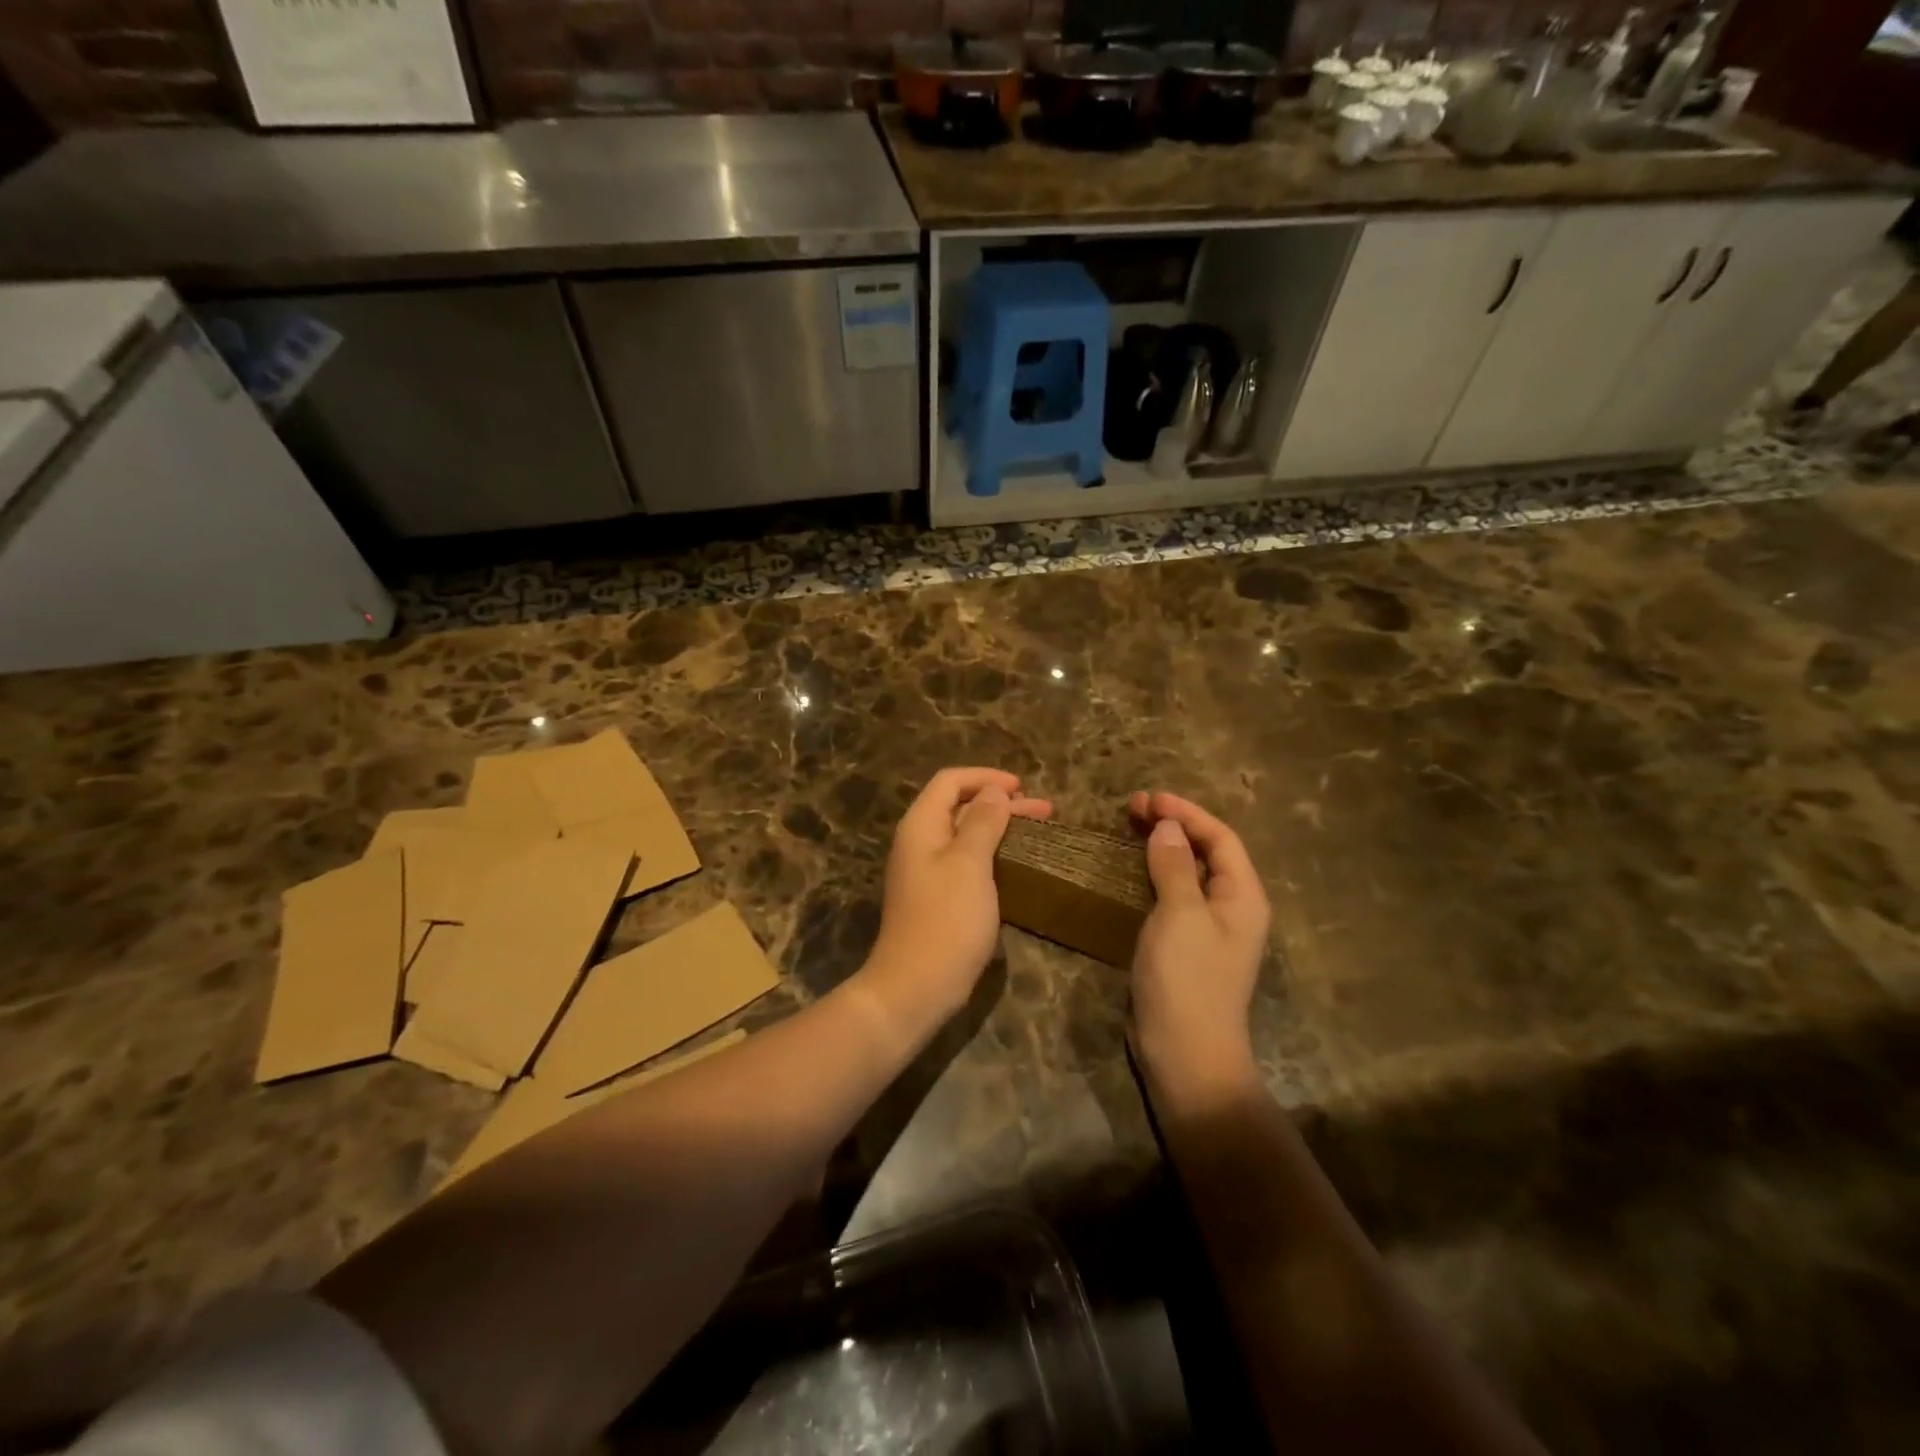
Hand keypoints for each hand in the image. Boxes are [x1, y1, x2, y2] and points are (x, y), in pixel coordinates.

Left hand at [863, 767, 1052, 1034]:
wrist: (917, 986)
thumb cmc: (946, 919)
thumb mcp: (970, 863)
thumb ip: (983, 822)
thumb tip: (993, 792)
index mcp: (921, 826)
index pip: (950, 782)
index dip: (985, 778)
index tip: (1022, 787)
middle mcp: (920, 842)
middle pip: (961, 807)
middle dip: (1001, 803)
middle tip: (1045, 811)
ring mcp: (928, 872)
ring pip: (967, 835)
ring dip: (1001, 828)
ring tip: (1040, 830)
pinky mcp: (939, 897)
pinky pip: (967, 862)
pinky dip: (993, 854)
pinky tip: (1019, 862)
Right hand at [1128, 791, 1270, 1105]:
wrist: (1186, 1053)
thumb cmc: (1188, 979)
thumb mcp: (1181, 915)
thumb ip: (1174, 866)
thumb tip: (1168, 826)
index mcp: (1242, 897)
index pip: (1221, 838)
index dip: (1187, 812)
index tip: (1150, 798)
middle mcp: (1231, 907)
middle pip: (1205, 852)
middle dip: (1173, 825)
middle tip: (1132, 807)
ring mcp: (1207, 928)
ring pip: (1186, 872)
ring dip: (1161, 846)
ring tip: (1129, 826)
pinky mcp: (1183, 945)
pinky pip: (1172, 895)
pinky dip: (1153, 873)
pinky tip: (1131, 868)